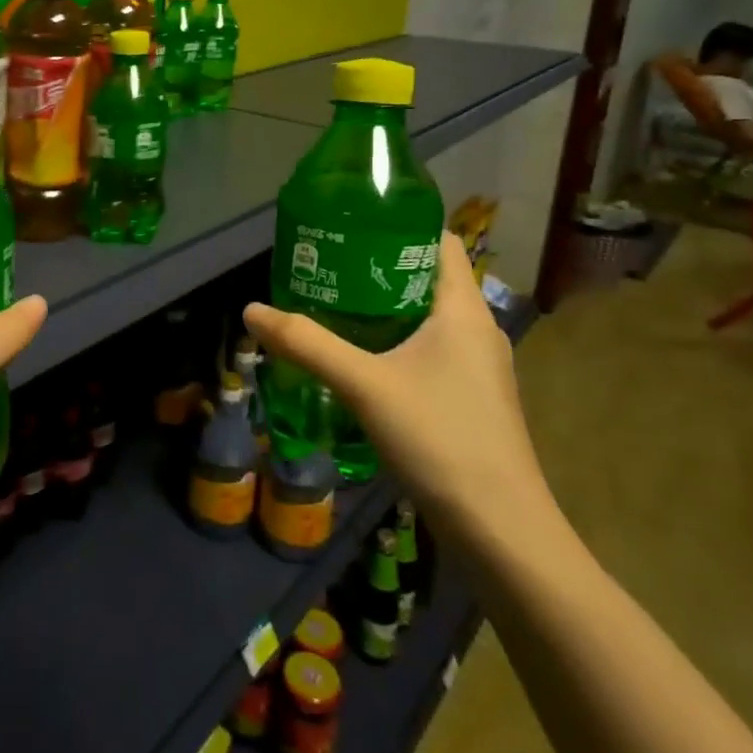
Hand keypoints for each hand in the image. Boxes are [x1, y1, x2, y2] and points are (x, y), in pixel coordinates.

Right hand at [244, 233, 553, 546]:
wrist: (501, 531)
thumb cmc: (441, 438)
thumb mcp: (364, 385)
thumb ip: (307, 344)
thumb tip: (251, 310)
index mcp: (463, 309)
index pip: (439, 241)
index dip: (398, 224)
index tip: (349, 221)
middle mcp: (477, 329)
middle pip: (426, 277)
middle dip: (376, 266)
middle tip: (324, 263)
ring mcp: (477, 367)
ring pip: (426, 317)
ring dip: (382, 307)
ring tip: (331, 303)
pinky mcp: (469, 398)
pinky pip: (428, 350)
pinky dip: (394, 341)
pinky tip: (358, 358)